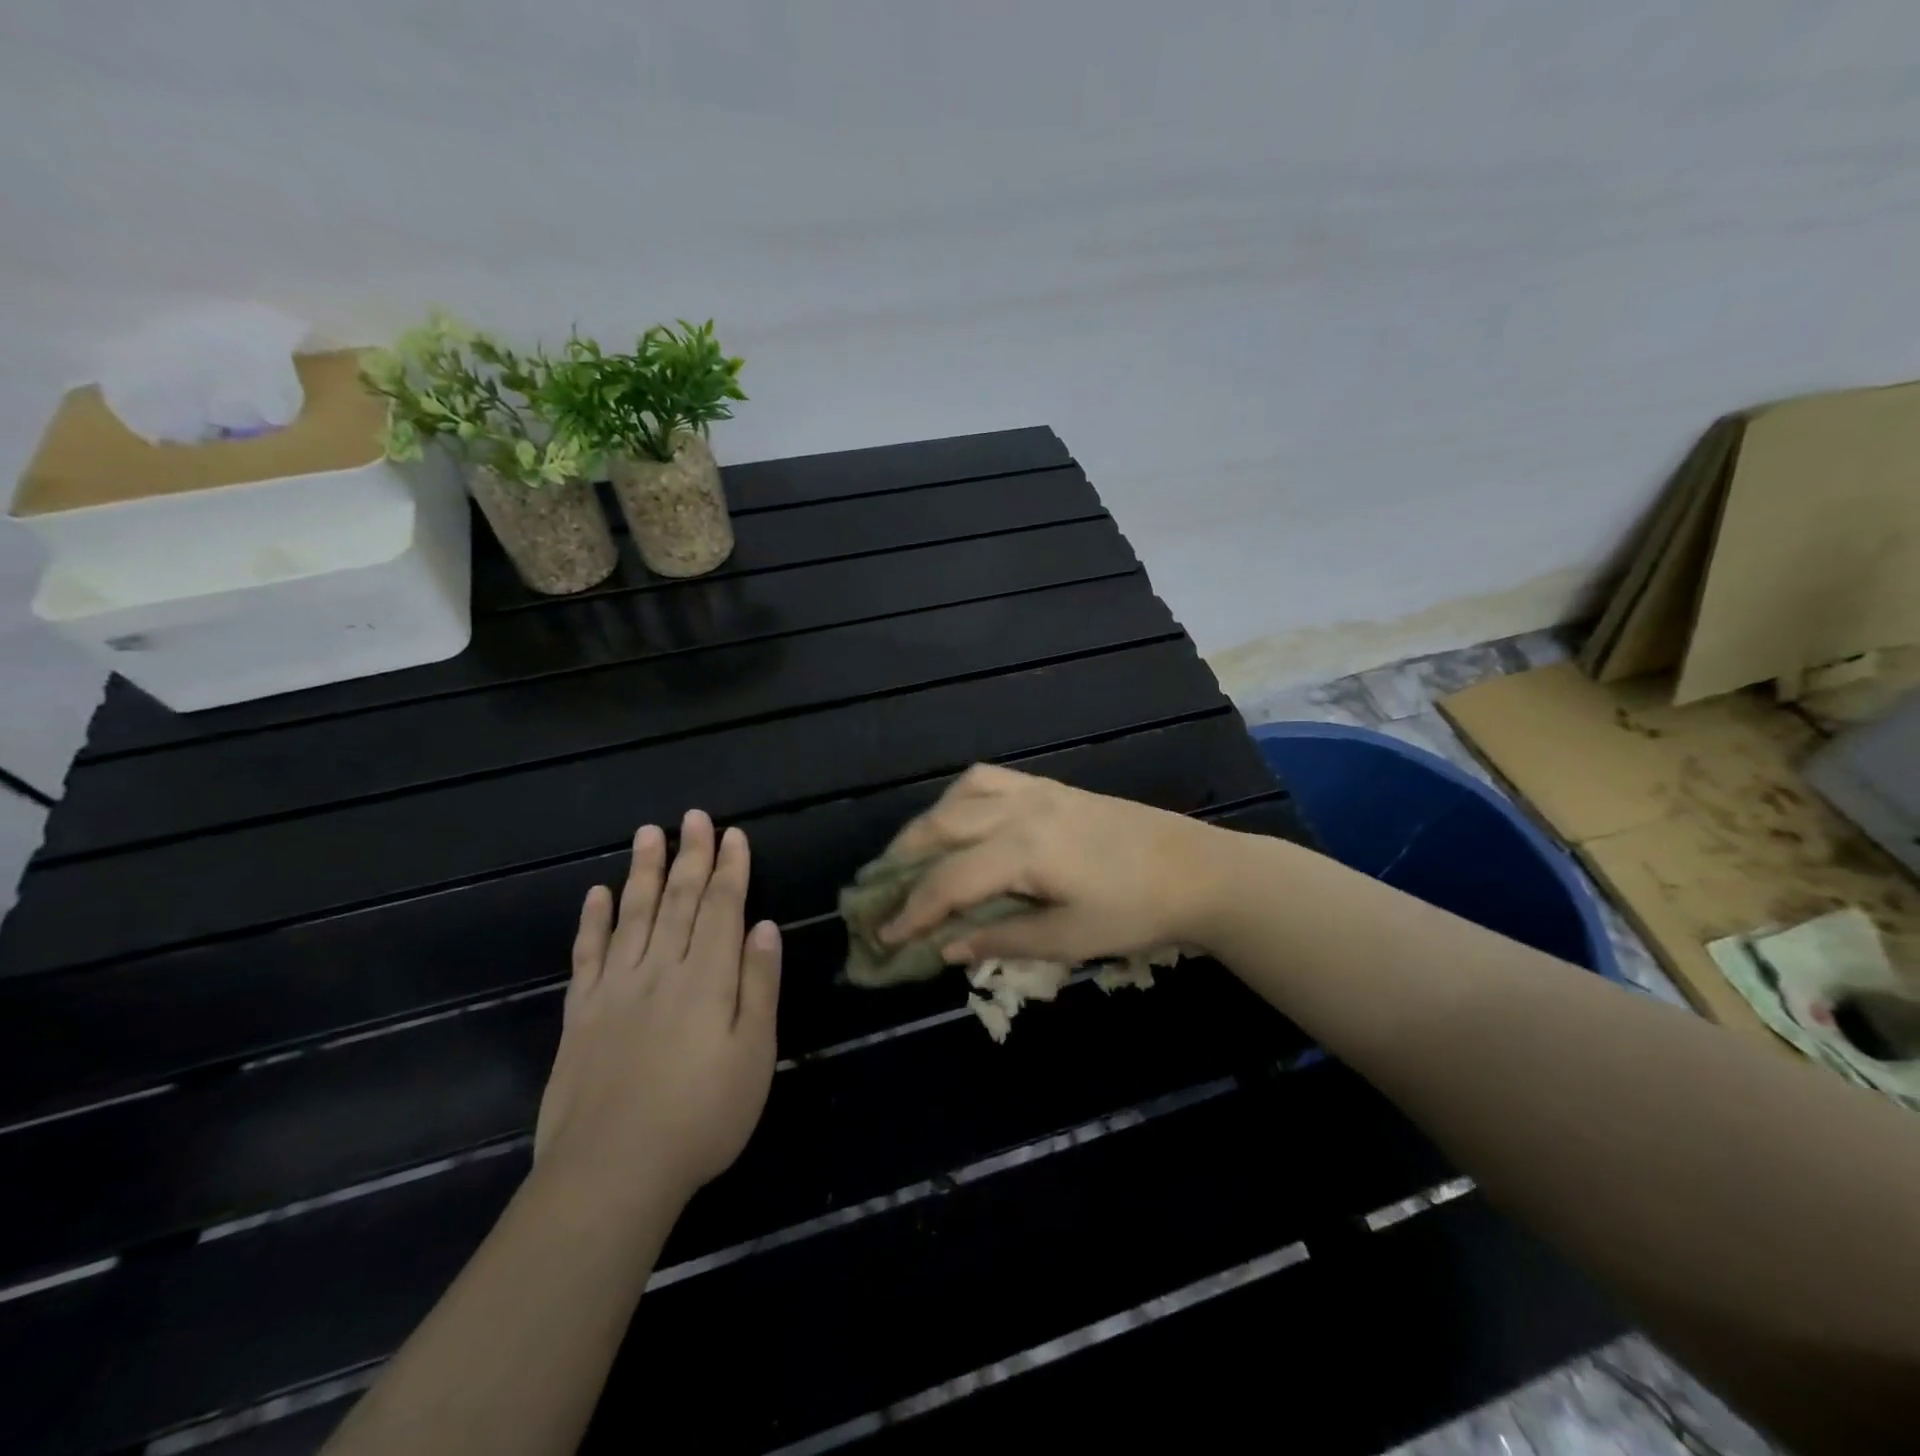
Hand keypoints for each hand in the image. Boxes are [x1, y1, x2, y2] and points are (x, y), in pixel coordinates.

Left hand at [534, 810, 782, 1213]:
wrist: (612, 1171)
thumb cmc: (702, 1115)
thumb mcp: (754, 1054)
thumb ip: (760, 985)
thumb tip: (764, 926)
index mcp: (708, 977)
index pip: (722, 907)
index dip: (730, 868)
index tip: (733, 834)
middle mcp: (661, 969)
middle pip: (678, 900)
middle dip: (690, 855)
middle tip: (694, 818)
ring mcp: (616, 988)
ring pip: (633, 914)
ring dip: (643, 871)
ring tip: (649, 833)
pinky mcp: (581, 1013)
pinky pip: (587, 954)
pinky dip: (592, 920)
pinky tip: (595, 893)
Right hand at [880, 764, 1226, 965]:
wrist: (1196, 870)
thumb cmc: (1136, 911)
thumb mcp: (1069, 939)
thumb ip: (1002, 938)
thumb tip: (945, 947)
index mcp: (1023, 850)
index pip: (948, 881)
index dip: (911, 911)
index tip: (882, 936)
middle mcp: (1020, 810)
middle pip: (941, 828)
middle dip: (903, 860)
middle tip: (879, 891)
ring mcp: (1036, 791)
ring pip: (960, 794)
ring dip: (927, 824)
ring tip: (911, 854)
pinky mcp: (1052, 786)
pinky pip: (989, 778)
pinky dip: (960, 798)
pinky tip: (960, 819)